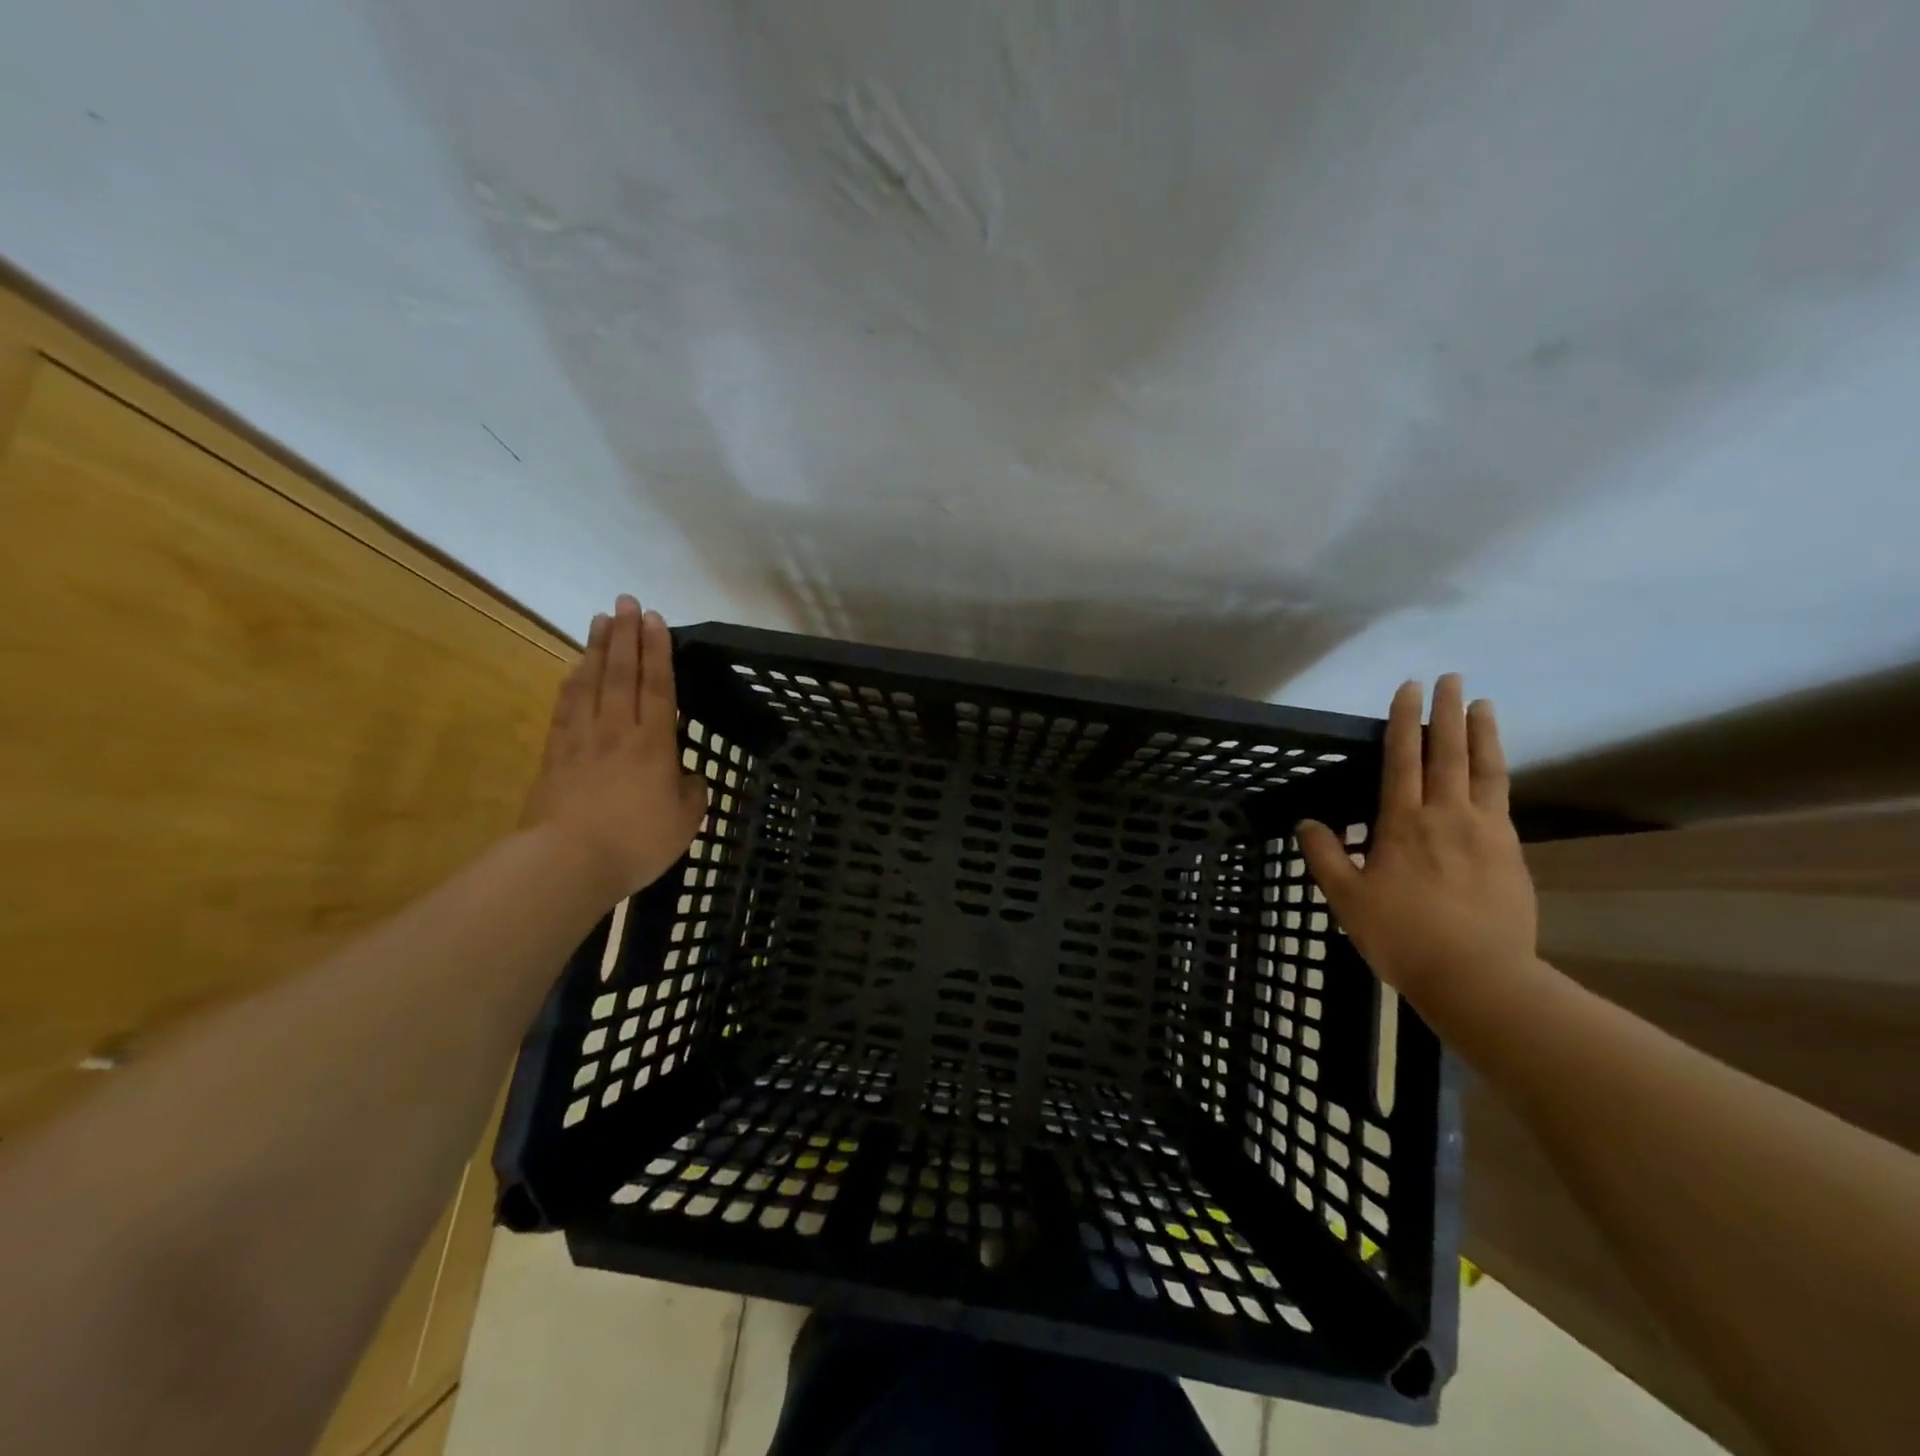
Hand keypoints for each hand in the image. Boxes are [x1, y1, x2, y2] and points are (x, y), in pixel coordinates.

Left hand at [521, 596, 707, 901]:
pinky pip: (565, 709)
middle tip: (626, 601)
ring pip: (590, 683)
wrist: (567, 863)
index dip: (658, 651)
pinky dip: (571, 683)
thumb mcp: (685, 822)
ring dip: (597, 648)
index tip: (655, 620)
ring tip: (600, 619)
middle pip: (622, 673)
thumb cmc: (636, 842)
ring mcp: (582, 740)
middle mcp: (617, 731)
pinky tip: (573, 668)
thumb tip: (686, 775)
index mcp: (654, 744)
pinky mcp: (555, 756)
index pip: (657, 687)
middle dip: (626, 635)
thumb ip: (692, 792)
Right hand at [1297, 675, 1541, 1010]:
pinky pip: (1502, 800)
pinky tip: (1495, 768)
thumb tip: (1306, 823)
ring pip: (1484, 770)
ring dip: (1483, 734)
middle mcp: (1446, 816)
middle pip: (1447, 753)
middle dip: (1447, 712)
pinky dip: (1498, 773)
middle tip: (1451, 678)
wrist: (1477, 976)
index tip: (1408, 688)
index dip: (1403, 721)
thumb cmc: (1401, 935)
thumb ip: (1325, 856)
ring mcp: (1485, 832)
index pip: (1402, 759)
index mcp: (1403, 823)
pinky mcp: (1511, 852)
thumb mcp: (1346, 899)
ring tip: (1483, 705)